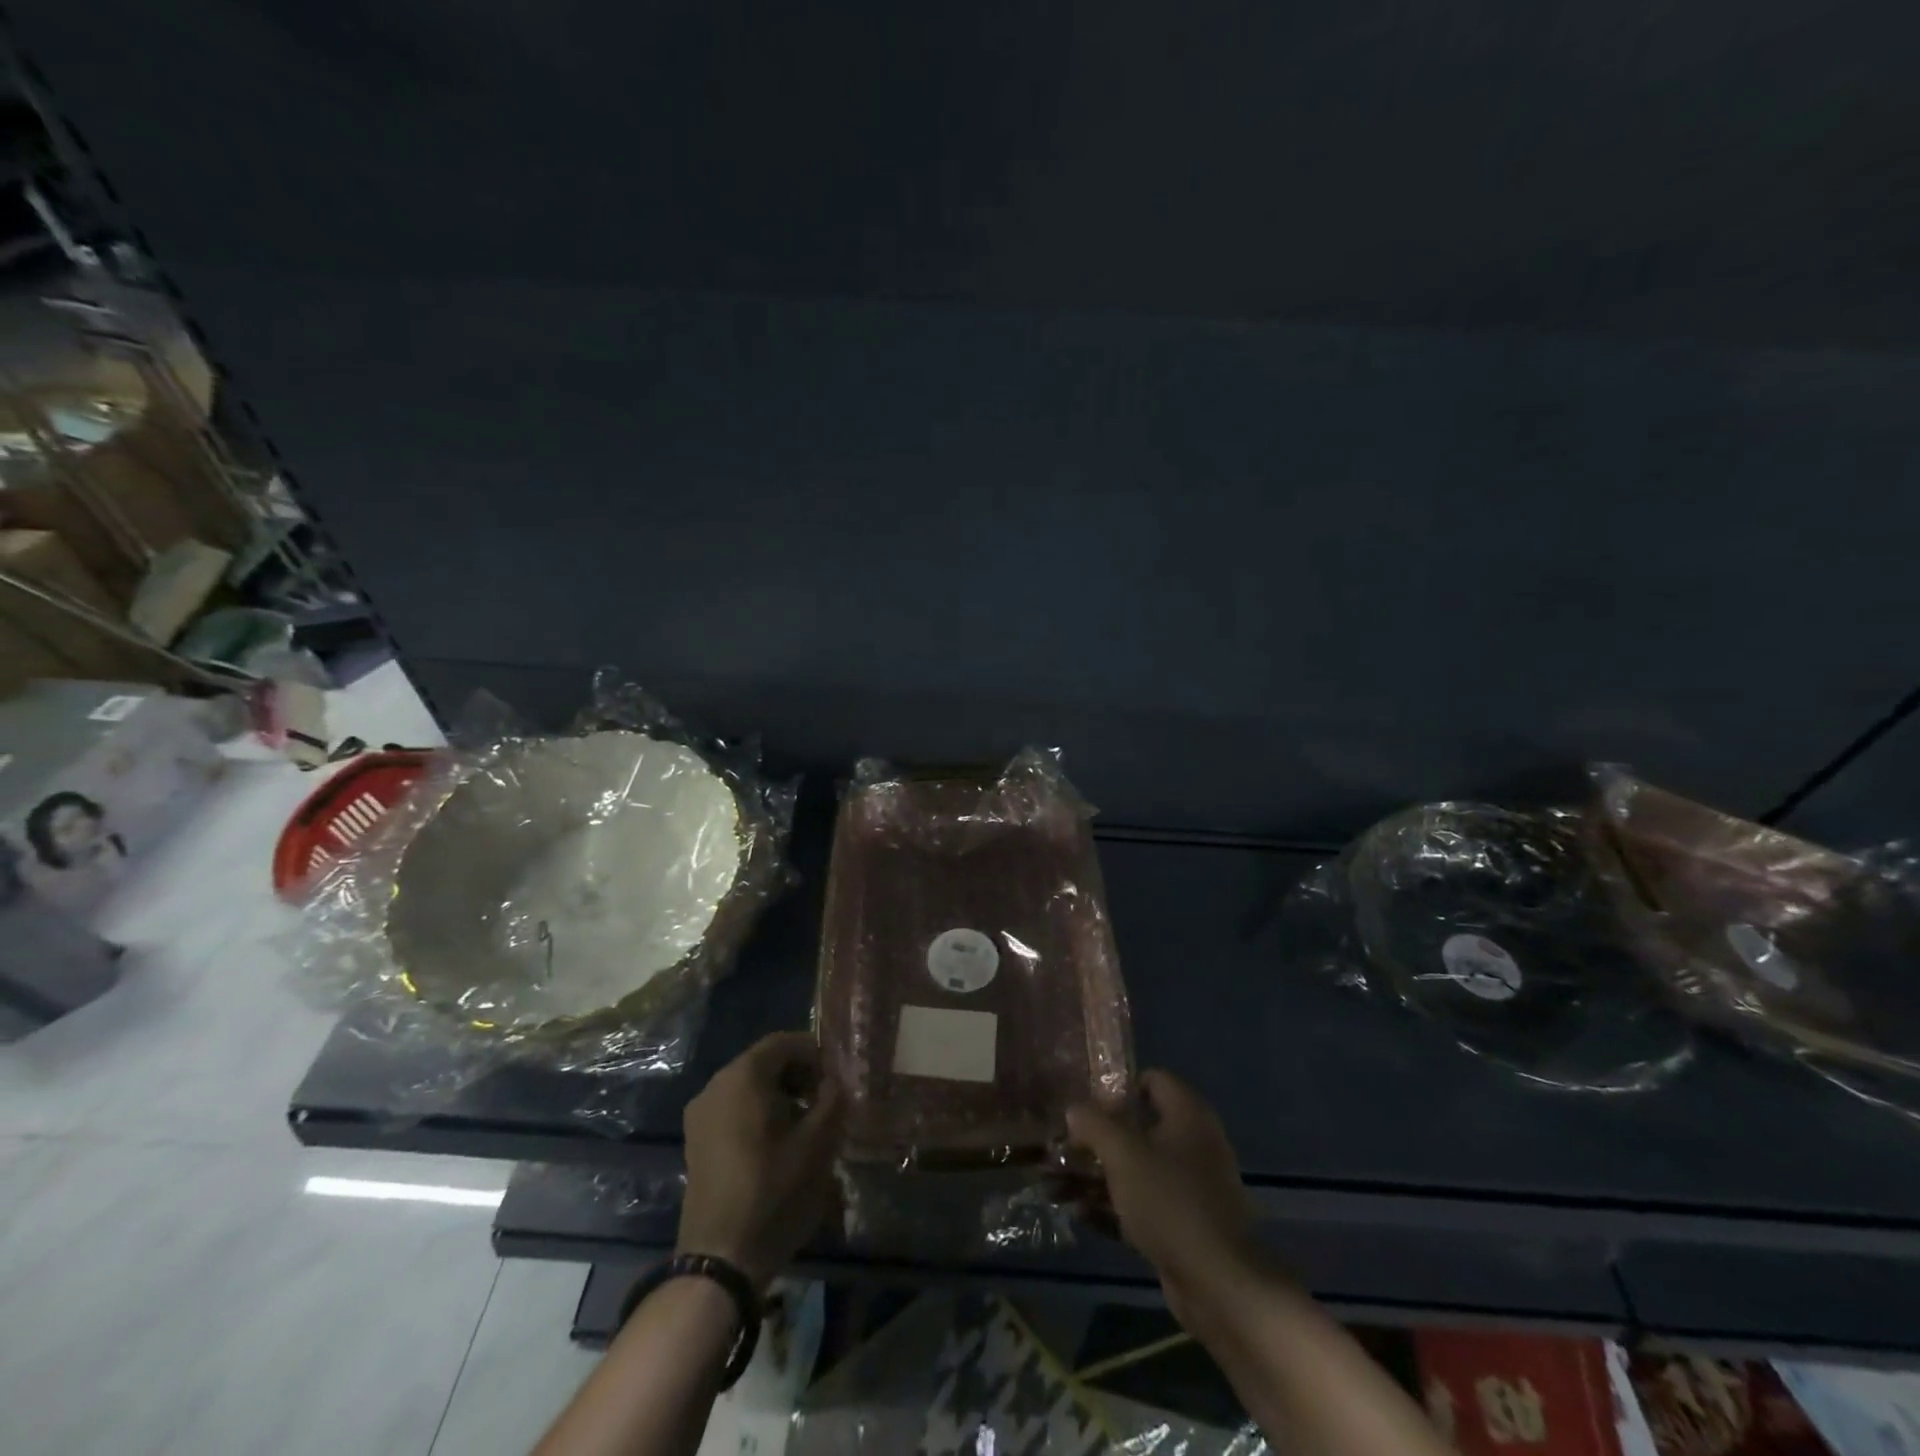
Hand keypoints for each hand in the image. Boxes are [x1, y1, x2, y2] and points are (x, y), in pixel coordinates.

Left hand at [677, 1031, 844, 1290]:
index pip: (783, 1042)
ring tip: (806, 1126)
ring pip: (749, 1087)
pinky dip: (759, 1113)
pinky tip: (779, 1145)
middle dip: (799, 1075)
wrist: (721, 1261)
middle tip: (826, 1102)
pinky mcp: (697, 1142)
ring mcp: (701, 1115)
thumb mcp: (818, 1144)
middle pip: (764, 1062)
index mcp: (742, 1077)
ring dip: (781, 1095)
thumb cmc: (773, 1193)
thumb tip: (837, 1081)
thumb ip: (833, 1100)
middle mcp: (715, 1086)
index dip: (814, 1053)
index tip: (836, 1078)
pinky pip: (733, 1109)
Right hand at [1067, 1070, 1266, 1321]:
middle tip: (1067, 1143)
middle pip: (1141, 1126)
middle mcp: (1194, 1143)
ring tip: (1060, 1180)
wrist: (1218, 1283)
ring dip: (1101, 1174)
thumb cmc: (1169, 1201)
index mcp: (1188, 1115)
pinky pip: (1143, 1204)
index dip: (1119, 1087)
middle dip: (1101, 1135)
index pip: (1152, 1079)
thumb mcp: (1123, 1153)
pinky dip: (1115, 1206)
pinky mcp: (1184, 1224)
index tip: (1088, 1104)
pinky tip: (1080, 1214)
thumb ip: (1094, 1124)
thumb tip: (1075, 1109)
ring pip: (1138, 1168)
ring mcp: (1191, 1186)